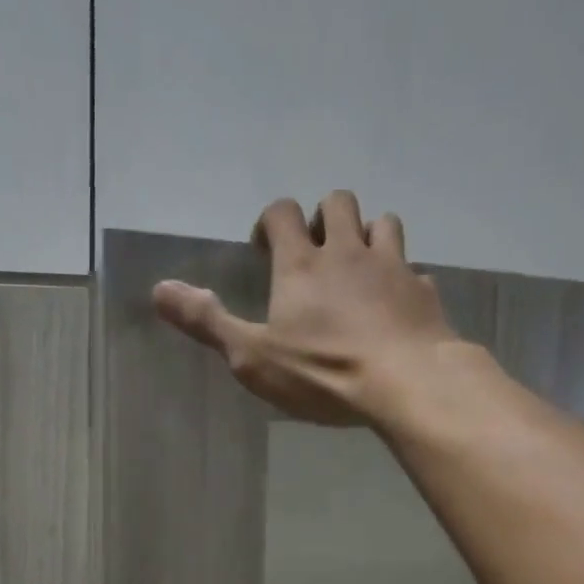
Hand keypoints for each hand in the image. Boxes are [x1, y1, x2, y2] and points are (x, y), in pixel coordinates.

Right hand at [152, 189, 458, 425]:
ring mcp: (393, 267)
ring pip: (383, 223)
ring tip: (358, 267)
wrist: (407, 382)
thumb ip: (207, 321)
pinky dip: (403, 279)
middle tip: (315, 252)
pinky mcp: (425, 291)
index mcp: (302, 264)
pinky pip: (415, 270)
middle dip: (323, 217)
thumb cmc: (323, 373)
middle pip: (338, 201)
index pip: (282, 213)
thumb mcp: (252, 356)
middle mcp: (349, 252)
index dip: (270, 222)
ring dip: (368, 235)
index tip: (264, 248)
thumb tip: (159, 289)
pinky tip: (397, 304)